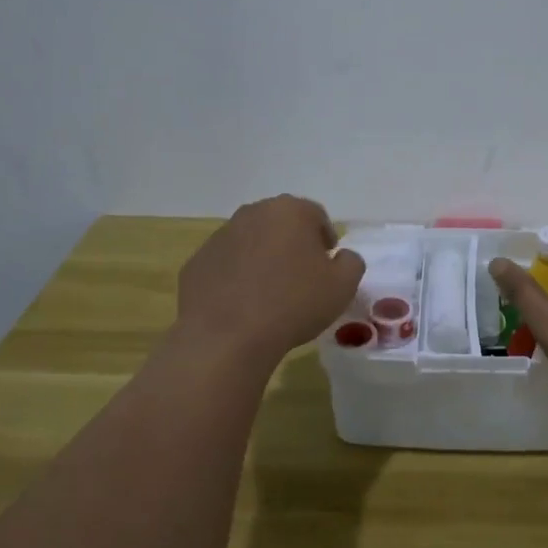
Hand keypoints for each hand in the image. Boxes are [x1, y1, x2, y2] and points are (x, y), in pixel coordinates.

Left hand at [173, 195, 364, 367]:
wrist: (227, 336)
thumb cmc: (294, 304)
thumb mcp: (343, 286)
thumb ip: (351, 262)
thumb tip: (341, 257)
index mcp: (290, 211)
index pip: (316, 215)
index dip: (325, 240)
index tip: (327, 266)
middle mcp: (253, 213)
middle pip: (281, 223)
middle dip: (293, 244)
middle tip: (301, 277)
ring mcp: (220, 236)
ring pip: (251, 241)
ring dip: (263, 259)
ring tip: (270, 293)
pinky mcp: (197, 262)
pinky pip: (226, 264)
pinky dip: (237, 277)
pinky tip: (243, 305)